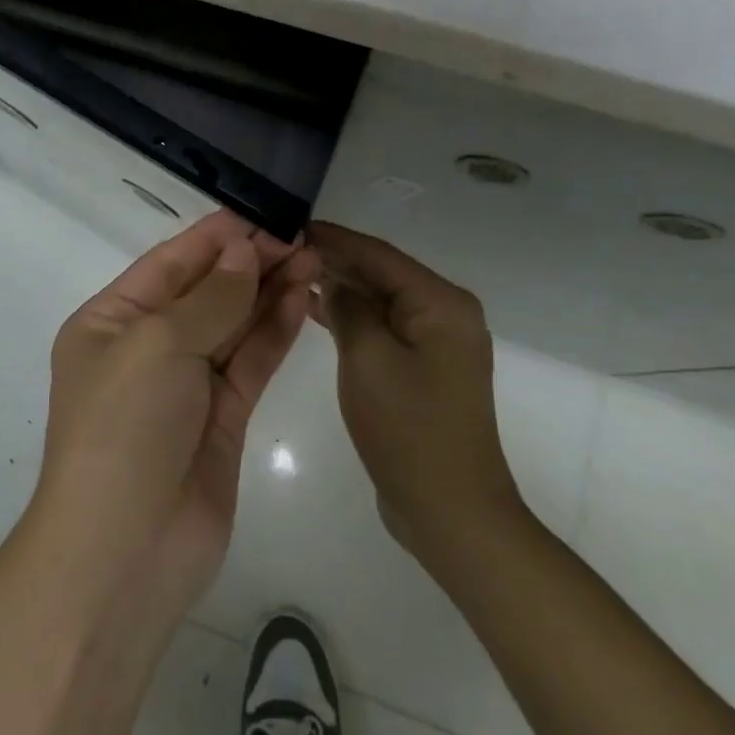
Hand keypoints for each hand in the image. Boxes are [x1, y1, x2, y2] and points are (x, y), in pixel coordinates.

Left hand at [33, 210, 318, 627]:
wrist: (124, 554)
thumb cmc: (124, 428)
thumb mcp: (157, 345)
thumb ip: (209, 297)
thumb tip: (243, 250)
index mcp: (111, 322)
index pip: (168, 264)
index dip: (213, 238)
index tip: (260, 215)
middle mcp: (146, 348)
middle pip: (204, 292)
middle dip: (248, 263)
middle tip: (299, 237)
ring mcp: (186, 385)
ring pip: (232, 324)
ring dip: (268, 292)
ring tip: (311, 260)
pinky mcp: (221, 418)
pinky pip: (249, 363)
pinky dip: (274, 331)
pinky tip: (301, 300)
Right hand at [306, 222, 524, 565]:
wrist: (451, 512)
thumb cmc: (409, 429)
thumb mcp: (368, 359)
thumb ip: (348, 307)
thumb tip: (333, 278)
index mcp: (440, 303)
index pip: (378, 254)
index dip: (334, 238)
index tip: (291, 223)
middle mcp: (445, 313)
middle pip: (381, 274)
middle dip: (335, 261)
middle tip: (283, 247)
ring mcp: (436, 343)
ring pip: (380, 301)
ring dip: (340, 289)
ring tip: (291, 273)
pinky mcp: (423, 368)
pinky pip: (384, 328)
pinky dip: (352, 319)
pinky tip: (315, 309)